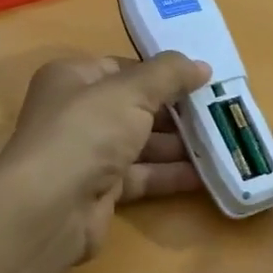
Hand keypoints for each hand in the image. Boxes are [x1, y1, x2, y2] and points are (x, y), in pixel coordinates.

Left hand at [0, 51, 210, 272]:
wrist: (51, 207)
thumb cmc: (86, 132)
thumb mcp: (131, 91)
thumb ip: (168, 74)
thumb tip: (201, 66)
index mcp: (74, 79)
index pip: (123, 68)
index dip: (160, 72)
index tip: (201, 79)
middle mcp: (77, 114)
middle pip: (135, 107)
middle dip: (177, 111)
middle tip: (220, 113)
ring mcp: (88, 154)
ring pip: (141, 144)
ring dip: (179, 145)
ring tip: (221, 143)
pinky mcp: (101, 190)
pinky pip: (142, 176)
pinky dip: (170, 175)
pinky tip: (205, 175)